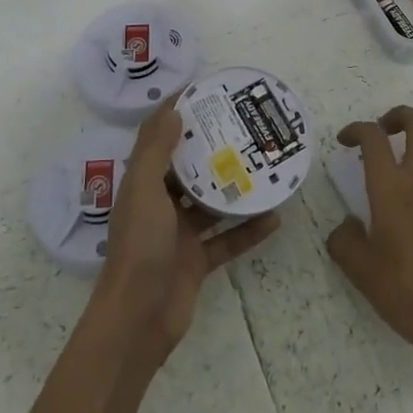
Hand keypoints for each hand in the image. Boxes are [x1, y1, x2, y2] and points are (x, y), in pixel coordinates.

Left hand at [93, 100, 279, 357]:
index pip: (158, 139)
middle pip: (188, 169)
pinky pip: (228, 239)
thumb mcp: (144, 191)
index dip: (176, 115)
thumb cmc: (139, 247)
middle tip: (244, 126)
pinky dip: (249, 230)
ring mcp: (180, 234)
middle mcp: (160, 204)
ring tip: (264, 165)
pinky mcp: (198, 261)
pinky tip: (274, 216)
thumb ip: (156, 152)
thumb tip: (174, 111)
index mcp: (143, 184)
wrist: (138, 320)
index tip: (204, 92)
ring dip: (234, 188)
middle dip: (212, 148)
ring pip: (211, 203)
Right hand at [326, 106, 412, 388]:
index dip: (356, 129)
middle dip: (398, 116)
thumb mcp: (359, 268)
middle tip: (383, 130)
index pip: (373, 136)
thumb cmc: (404, 290)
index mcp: (390, 186)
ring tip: (406, 164)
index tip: (346, 141)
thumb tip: (348, 224)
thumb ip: (344, 238)